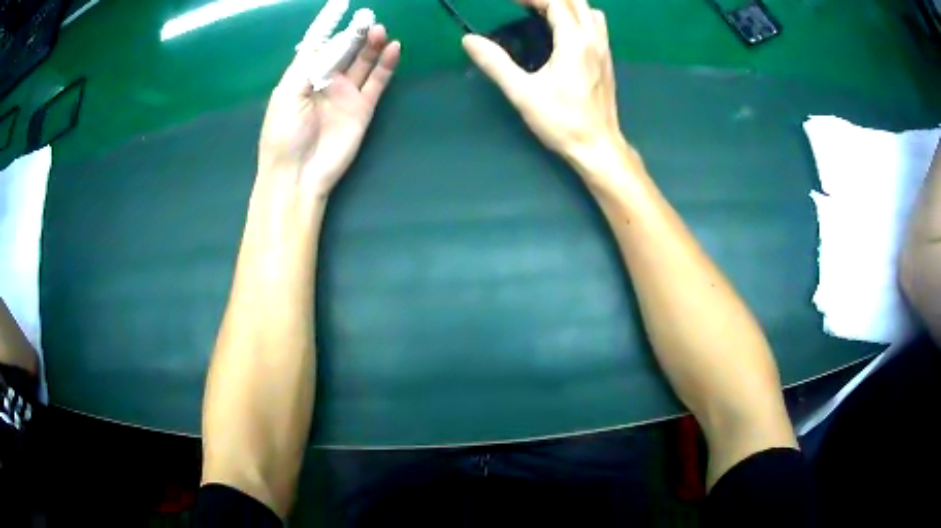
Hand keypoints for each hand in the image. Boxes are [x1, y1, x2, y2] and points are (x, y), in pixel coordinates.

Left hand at [258, 25, 400, 198]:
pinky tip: (393, 48)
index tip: (342, 6)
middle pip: (344, 51)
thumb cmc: (284, 134)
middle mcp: (325, 82)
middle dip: (355, 34)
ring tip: (380, 30)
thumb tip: (328, 42)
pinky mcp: (362, 108)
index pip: (319, 45)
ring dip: (371, 45)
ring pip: (362, 63)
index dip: (330, 26)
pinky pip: (377, 82)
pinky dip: (386, 65)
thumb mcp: (286, 94)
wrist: (298, 175)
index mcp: (302, 77)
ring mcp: (345, 95)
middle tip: (368, 18)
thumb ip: (308, 66)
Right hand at [462, 0, 621, 161]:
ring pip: (590, 11)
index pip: (556, 2)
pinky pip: (597, 26)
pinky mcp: (607, 60)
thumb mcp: (522, 93)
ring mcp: (604, 50)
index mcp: (575, 42)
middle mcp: (594, 40)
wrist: (597, 146)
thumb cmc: (562, 122)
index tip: (511, 2)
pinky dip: (580, 18)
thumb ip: (495, 63)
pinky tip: (564, 32)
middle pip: (576, 1)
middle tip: (524, 6)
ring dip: (568, 5)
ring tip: (544, 14)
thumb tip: (469, 40)